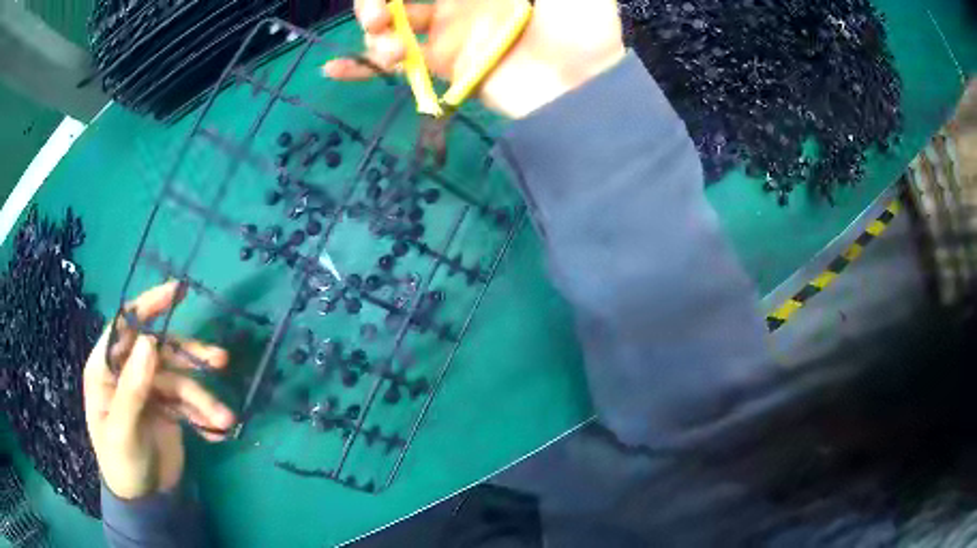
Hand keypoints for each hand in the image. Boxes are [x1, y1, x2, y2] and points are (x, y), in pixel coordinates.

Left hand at [83, 281, 235, 499]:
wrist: (144, 502)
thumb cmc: (122, 465)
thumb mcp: (123, 431)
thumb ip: (132, 389)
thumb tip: (149, 342)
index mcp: (106, 370)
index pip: (125, 327)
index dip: (148, 306)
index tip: (178, 292)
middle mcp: (128, 373)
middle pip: (160, 350)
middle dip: (190, 356)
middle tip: (220, 360)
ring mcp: (149, 391)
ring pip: (180, 379)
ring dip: (203, 397)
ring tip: (225, 417)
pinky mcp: (168, 409)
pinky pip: (189, 404)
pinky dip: (203, 416)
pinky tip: (216, 433)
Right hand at [323, 0, 626, 118]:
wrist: (586, 83)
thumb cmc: (574, 18)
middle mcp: (457, 0)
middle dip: (375, 2)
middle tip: (377, 15)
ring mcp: (448, 33)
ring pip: (391, 26)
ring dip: (372, 32)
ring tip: (383, 45)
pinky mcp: (445, 68)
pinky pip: (397, 65)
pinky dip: (362, 67)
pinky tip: (333, 69)